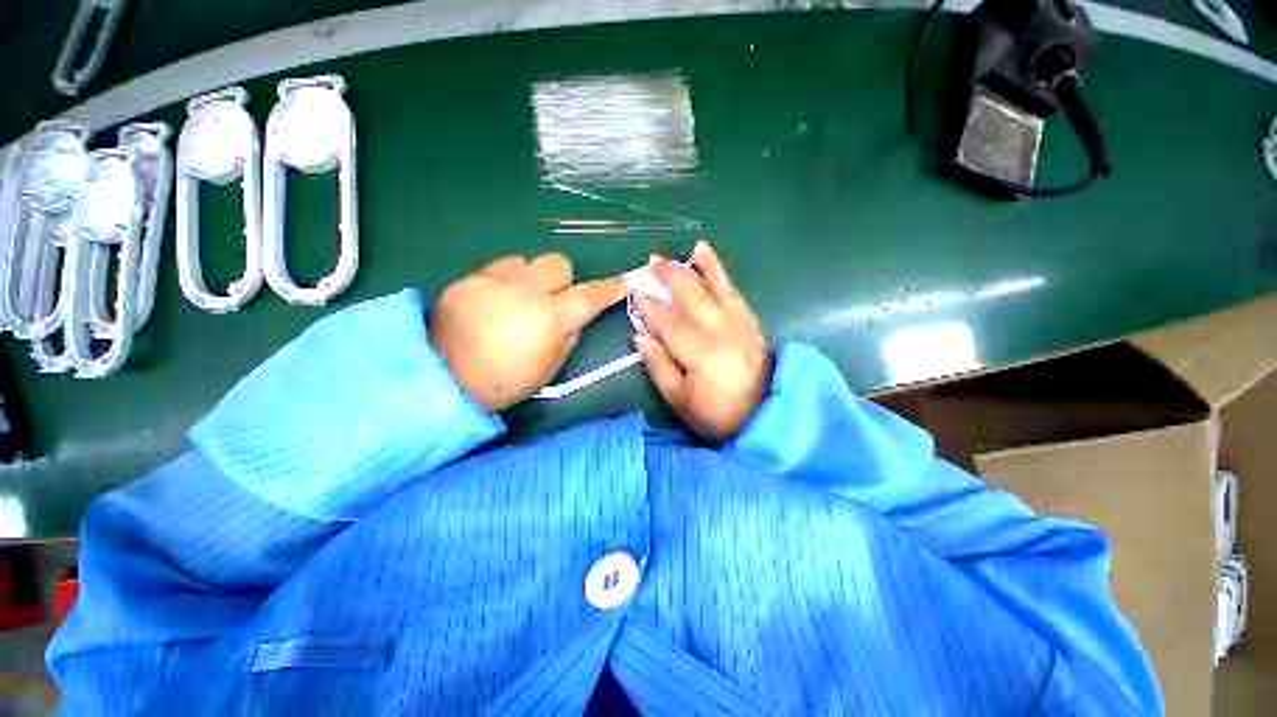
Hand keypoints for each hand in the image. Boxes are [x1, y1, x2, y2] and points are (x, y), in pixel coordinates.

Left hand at [431, 253, 624, 411]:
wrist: (445, 381)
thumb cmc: (507, 383)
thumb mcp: (551, 367)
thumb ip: (569, 334)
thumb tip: (574, 315)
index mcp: (550, 319)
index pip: (590, 296)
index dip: (610, 289)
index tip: (621, 283)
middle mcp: (524, 291)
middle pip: (558, 262)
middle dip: (562, 279)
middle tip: (553, 299)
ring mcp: (492, 281)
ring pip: (526, 261)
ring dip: (531, 278)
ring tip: (518, 299)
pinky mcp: (467, 279)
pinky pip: (497, 269)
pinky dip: (504, 282)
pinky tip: (493, 302)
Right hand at [634, 241, 769, 440]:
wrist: (764, 418)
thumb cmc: (715, 414)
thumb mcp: (679, 399)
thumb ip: (658, 365)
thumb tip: (641, 335)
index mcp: (700, 354)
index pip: (668, 322)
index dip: (649, 306)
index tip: (635, 290)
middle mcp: (722, 332)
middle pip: (693, 296)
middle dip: (671, 275)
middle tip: (653, 261)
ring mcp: (741, 325)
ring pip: (719, 288)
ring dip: (703, 266)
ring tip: (692, 248)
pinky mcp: (752, 324)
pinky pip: (736, 294)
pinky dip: (724, 276)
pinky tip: (715, 266)